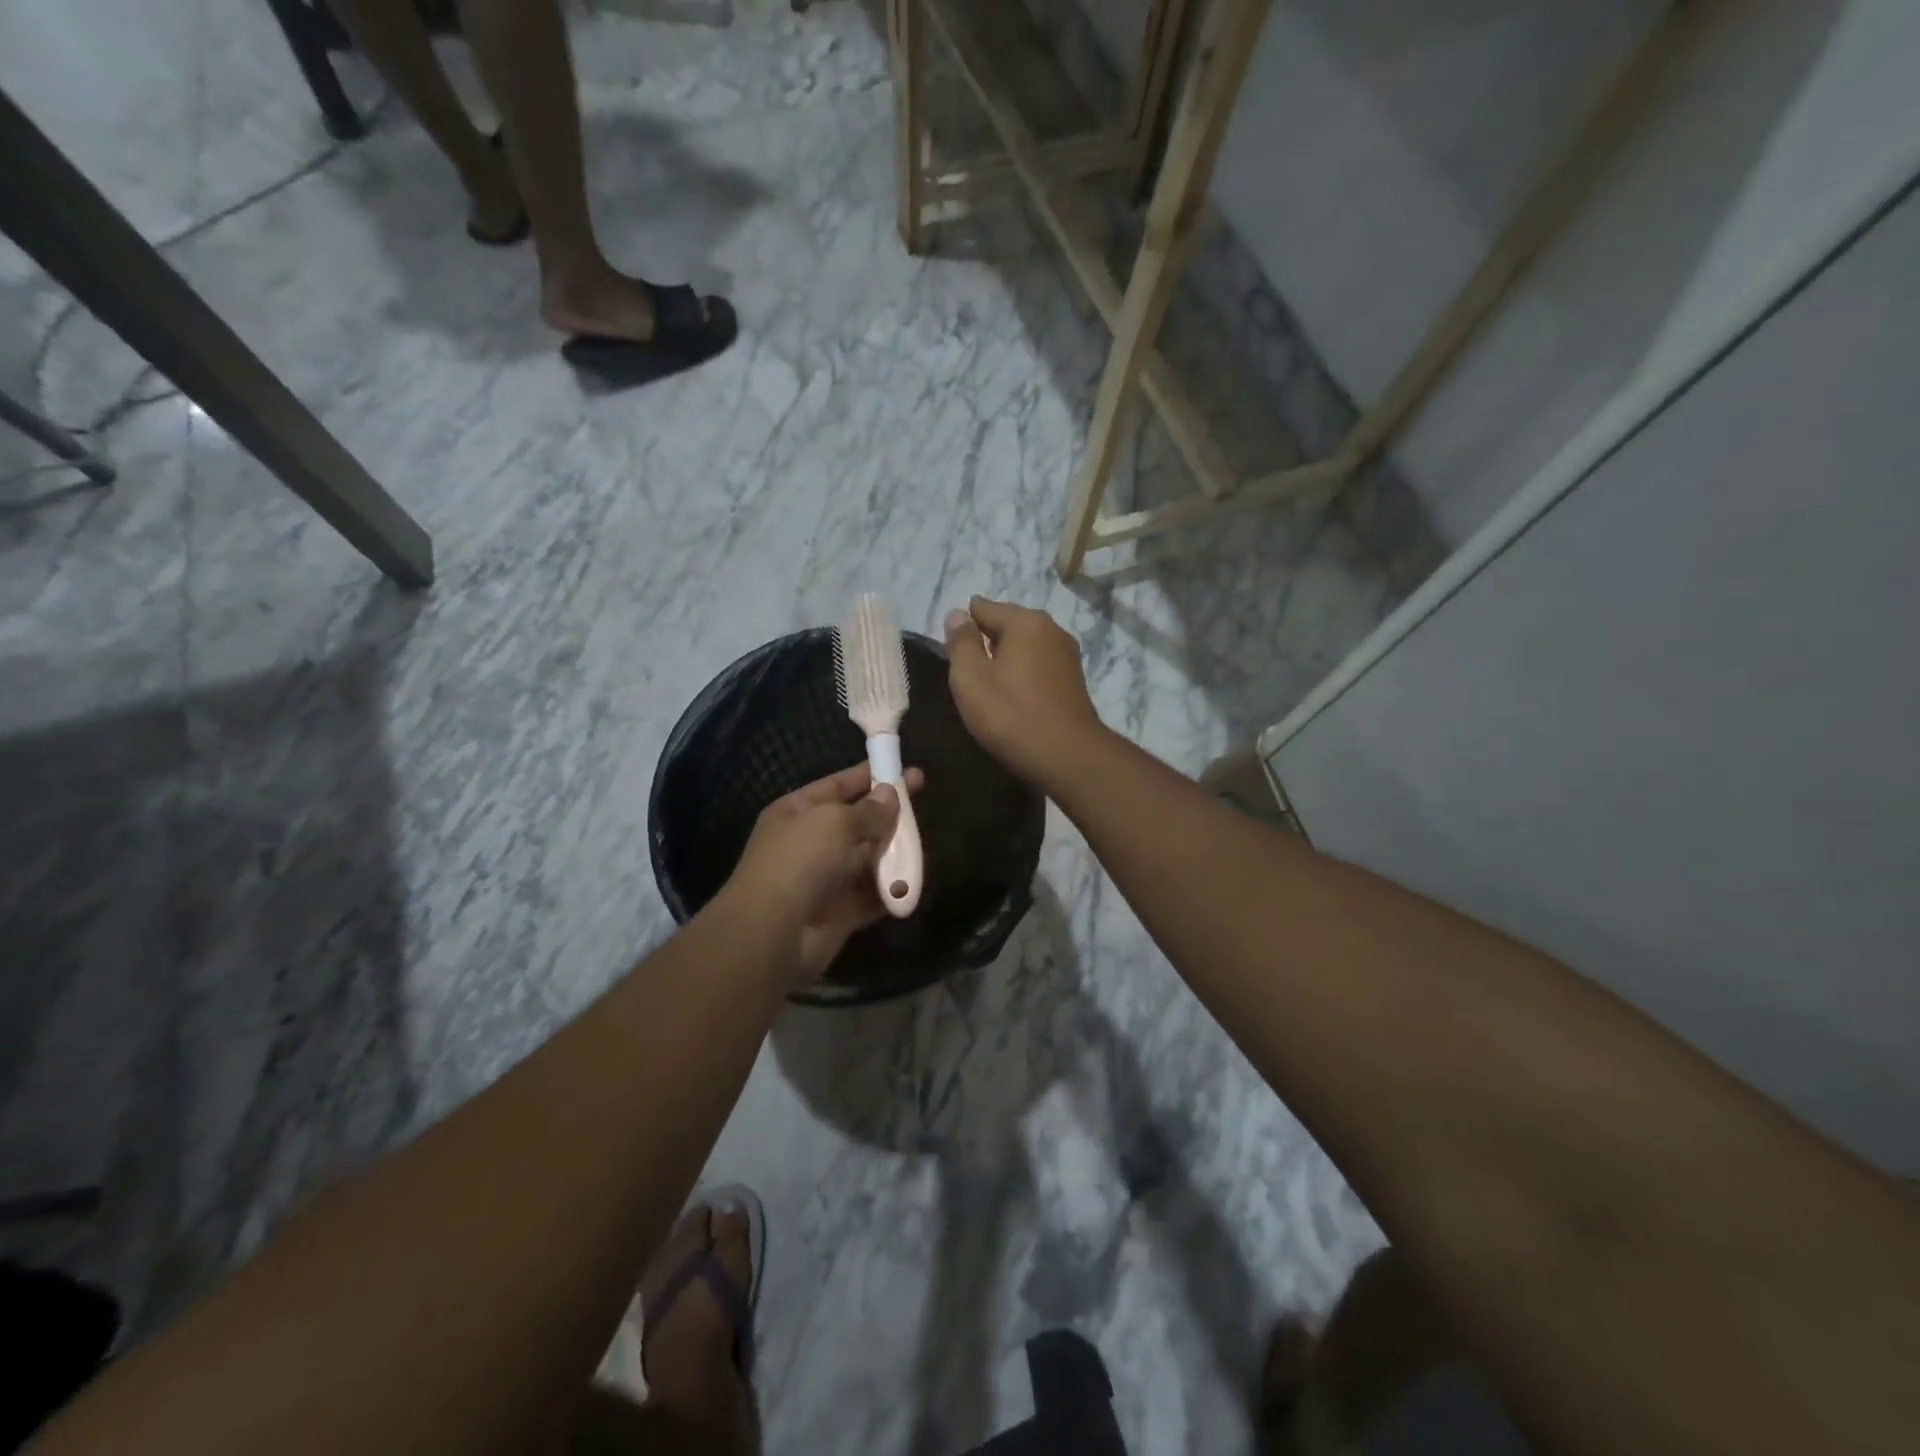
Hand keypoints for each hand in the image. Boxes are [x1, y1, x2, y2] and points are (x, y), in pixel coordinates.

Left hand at [722, 762, 924, 984]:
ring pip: (869, 858)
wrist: (773, 934)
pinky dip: (891, 889)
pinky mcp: (841, 911)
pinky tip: (912, 881)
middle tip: (922, 804)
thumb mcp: (833, 822)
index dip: (871, 775)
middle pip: (858, 822)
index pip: (839, 785)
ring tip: (921, 845)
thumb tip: (890, 794)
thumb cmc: (799, 862)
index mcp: (798, 811)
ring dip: (893, 853)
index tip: (906, 771)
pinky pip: (872, 894)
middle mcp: (811, 842)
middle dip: (888, 815)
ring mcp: (826, 878)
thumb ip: (868, 810)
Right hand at [944, 596, 1104, 785]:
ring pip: (1025, 647)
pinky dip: (1023, 675)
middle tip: (966, 674)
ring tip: (987, 688)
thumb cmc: (1011, 715)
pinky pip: (1039, 666)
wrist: (1067, 756)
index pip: (983, 607)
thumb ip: (960, 643)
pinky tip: (1013, 698)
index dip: (962, 627)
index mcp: (1025, 621)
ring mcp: (1067, 655)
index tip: (952, 653)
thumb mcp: (971, 678)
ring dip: (1005, 660)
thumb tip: (957, 614)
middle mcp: (1051, 629)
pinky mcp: (1073, 680)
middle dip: (985, 642)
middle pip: (1007, 625)